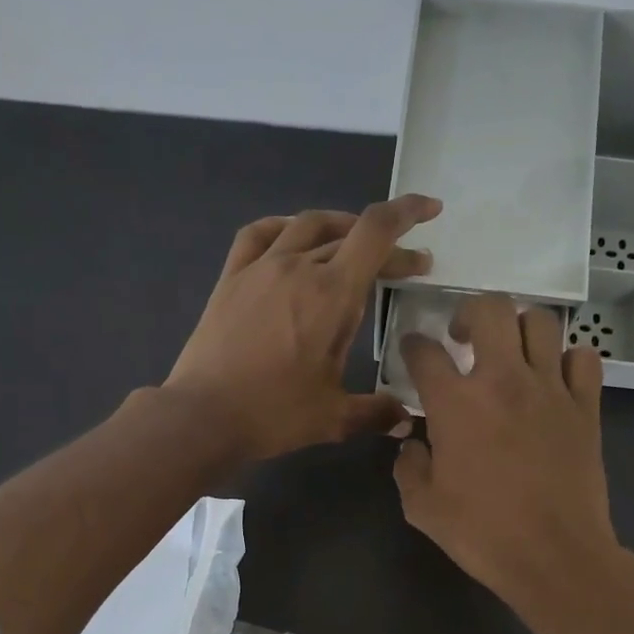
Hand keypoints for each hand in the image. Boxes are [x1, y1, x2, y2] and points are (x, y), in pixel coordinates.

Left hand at [164, 195, 442, 460]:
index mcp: (332, 295)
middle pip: (350, 236)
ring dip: (340, 228)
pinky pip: (260, 234)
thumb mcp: (334, 418)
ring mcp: (260, 268)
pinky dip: (285, 228)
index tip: (430, 210)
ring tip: (355, 245)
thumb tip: (406, 423)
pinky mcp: (231, 278)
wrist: (203, 416)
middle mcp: (298, 267)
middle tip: (409, 269)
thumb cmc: (274, 414)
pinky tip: (292, 238)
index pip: (376, 233)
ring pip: (307, 226)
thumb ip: (376, 413)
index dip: (407, 213)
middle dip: (387, 247)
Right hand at [393, 296, 632, 627]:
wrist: (554, 556)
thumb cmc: (482, 533)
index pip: (425, 351)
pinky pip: (584, 358)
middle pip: (490, 308)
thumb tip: (412, 443)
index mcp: (455, 403)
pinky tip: (555, 379)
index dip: (412, 345)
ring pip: (541, 322)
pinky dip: (568, 359)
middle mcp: (503, 380)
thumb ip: (407, 466)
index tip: (413, 352)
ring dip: (520, 329)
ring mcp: (551, 389)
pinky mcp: (586, 407)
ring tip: (512, 353)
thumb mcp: (422, 507)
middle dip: (470, 313)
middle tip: (464, 338)